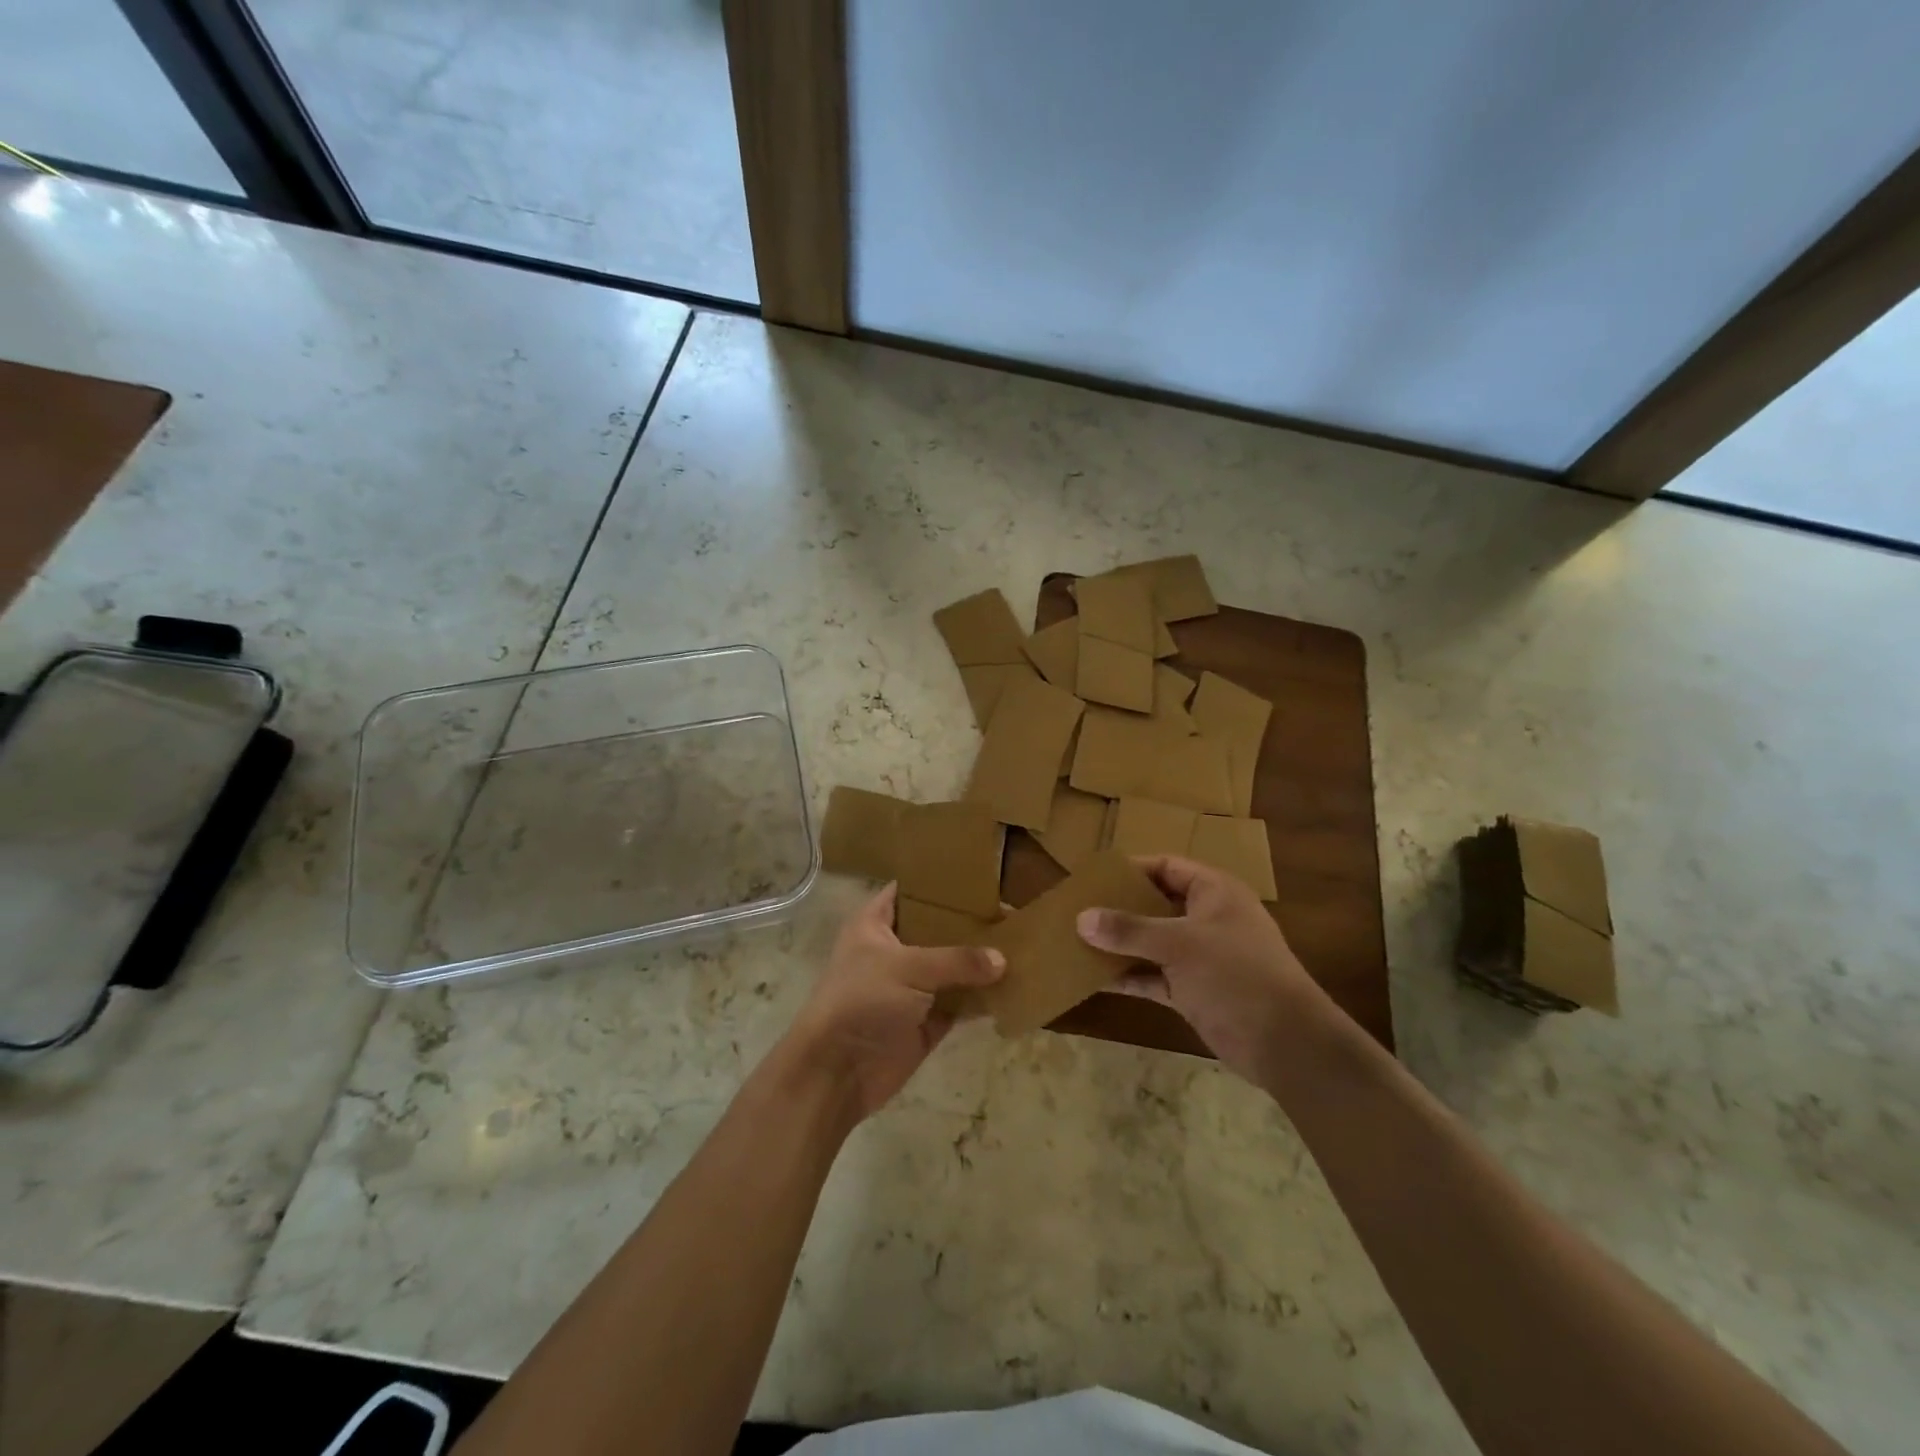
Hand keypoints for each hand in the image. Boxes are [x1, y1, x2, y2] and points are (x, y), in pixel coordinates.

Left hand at [786, 883, 1004, 1119]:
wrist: (837, 1072)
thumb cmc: (862, 1000)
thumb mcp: (908, 968)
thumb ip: (957, 960)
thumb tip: (1002, 960)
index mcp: (875, 924)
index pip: (909, 890)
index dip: (938, 882)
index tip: (978, 876)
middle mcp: (894, 951)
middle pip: (937, 929)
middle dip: (969, 923)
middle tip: (1010, 911)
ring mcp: (911, 988)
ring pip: (952, 968)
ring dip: (980, 963)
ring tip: (1021, 945)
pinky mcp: (926, 1021)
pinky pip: (960, 1004)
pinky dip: (981, 1000)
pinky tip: (1013, 987)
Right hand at [1077, 855, 1333, 1084]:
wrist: (1287, 1043)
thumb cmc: (1236, 974)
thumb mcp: (1179, 944)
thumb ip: (1129, 929)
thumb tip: (1081, 918)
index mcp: (1214, 891)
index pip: (1166, 866)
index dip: (1131, 869)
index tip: (1092, 877)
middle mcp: (1207, 918)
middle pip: (1156, 903)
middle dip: (1118, 908)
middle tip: (1077, 909)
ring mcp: (1201, 957)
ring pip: (1152, 942)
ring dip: (1119, 944)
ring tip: (1076, 941)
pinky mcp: (1194, 991)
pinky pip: (1153, 976)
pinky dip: (1128, 976)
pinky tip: (1093, 979)